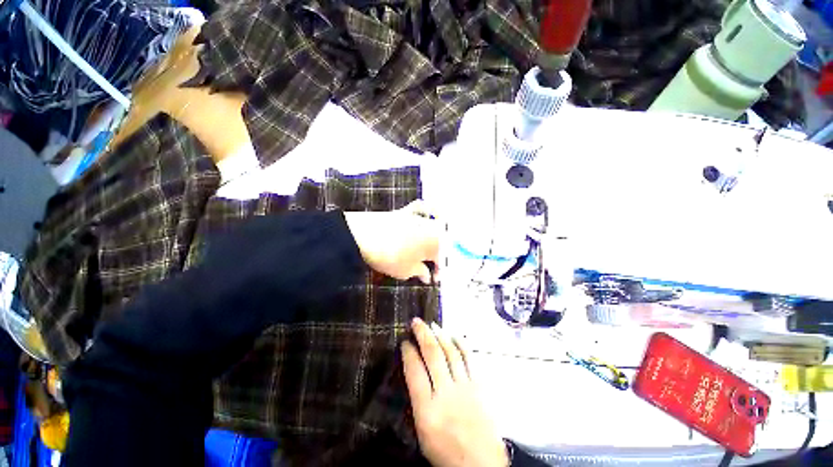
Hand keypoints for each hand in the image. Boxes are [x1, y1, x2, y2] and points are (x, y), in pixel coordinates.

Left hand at [344, 201, 441, 283]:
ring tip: (428, 248)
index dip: (439, 270)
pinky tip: (427, 215)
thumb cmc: (390, 257)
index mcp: (437, 242)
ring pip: (435, 226)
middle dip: (437, 255)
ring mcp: (418, 217)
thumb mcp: (407, 271)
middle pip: (441, 242)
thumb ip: (421, 272)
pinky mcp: (406, 211)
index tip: (433, 278)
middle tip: (429, 265)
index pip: (442, 259)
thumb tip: (427, 275)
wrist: (365, 237)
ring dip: (435, 237)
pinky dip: (427, 210)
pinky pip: (422, 208)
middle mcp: (432, 227)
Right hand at [402, 318, 507, 466]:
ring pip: (451, 352)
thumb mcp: (423, 433)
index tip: (405, 342)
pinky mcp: (480, 386)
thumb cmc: (446, 452)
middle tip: (416, 322)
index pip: (414, 372)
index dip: (408, 353)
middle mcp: (446, 394)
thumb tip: (414, 371)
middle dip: (423, 334)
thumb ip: (418, 401)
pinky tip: (453, 334)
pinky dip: (461, 344)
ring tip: (432, 324)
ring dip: (440, 335)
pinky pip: (469, 358)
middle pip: (433, 355)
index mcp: (427, 411)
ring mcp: (465, 387)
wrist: (482, 465)